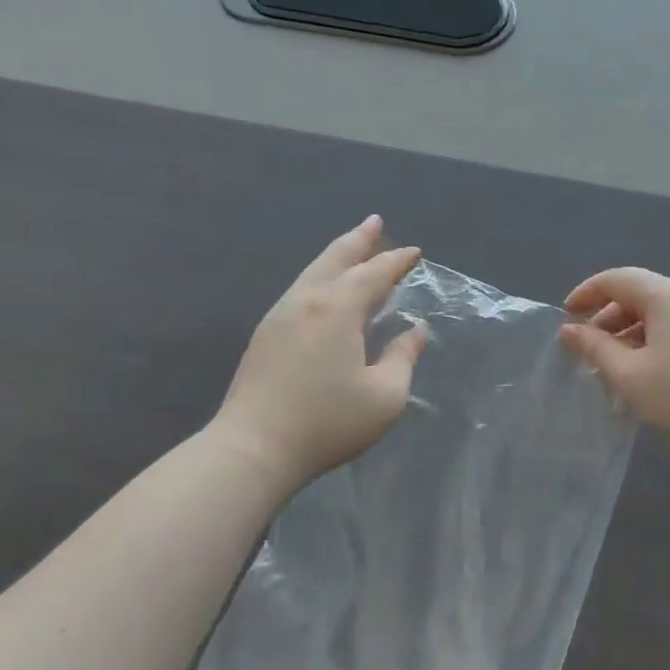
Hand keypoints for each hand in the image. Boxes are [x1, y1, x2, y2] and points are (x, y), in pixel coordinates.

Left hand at [216, 216, 428, 488]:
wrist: (254, 448)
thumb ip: (403, 357)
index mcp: (338, 309)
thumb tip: (416, 330)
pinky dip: (321, 277)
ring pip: (312, 272)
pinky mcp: (265, 334)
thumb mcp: (385, 396)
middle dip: (359, 240)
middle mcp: (306, 301)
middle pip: (335, 259)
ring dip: (337, 256)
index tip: (415, 252)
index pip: (374, 274)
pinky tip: (327, 290)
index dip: (396, 261)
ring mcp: (280, 315)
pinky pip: (300, 290)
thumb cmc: (328, 422)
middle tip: (376, 222)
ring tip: (354, 248)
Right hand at [558, 268, 669, 455]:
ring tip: (610, 363)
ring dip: (626, 330)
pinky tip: (641, 368)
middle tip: (586, 348)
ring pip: (655, 311)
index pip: (617, 278)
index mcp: (665, 295)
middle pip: (637, 293)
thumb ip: (595, 348)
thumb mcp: (629, 374)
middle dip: (606, 316)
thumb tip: (569, 331)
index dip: (587, 293)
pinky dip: (648, 338)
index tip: (566, 317)